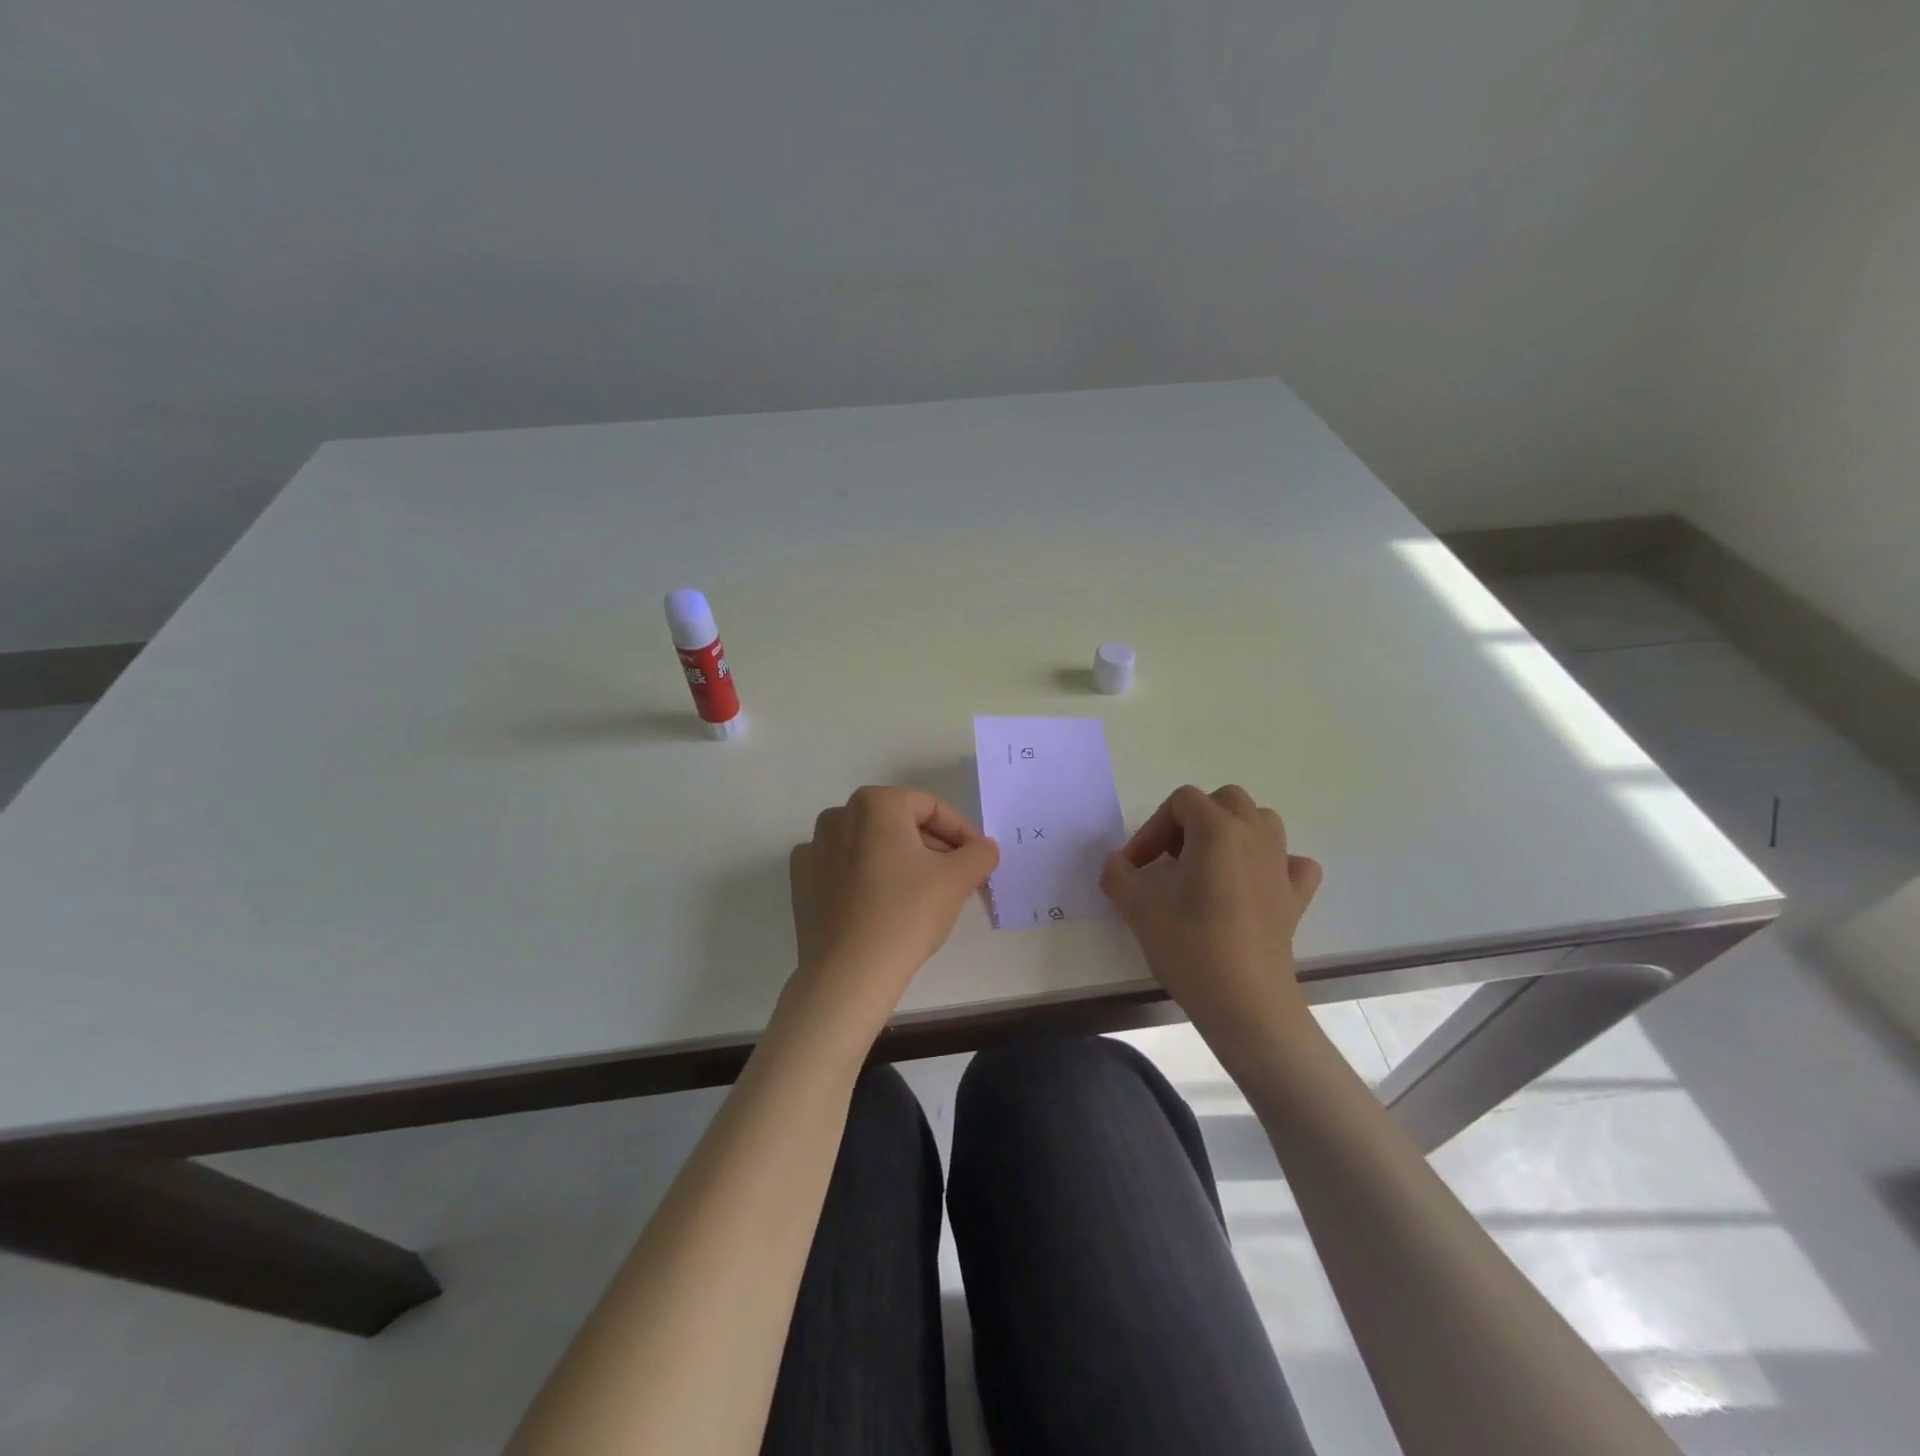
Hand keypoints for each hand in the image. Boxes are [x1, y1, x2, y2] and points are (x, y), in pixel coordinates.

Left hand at [787, 786, 999, 1031]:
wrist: (848, 974)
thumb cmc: (906, 914)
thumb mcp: (957, 879)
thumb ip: (979, 853)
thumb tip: (984, 847)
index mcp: (875, 803)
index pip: (931, 808)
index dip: (962, 833)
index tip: (978, 860)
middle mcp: (838, 815)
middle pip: (899, 824)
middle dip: (932, 847)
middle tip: (957, 878)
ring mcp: (814, 849)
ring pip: (870, 846)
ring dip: (900, 861)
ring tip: (923, 894)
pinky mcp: (801, 882)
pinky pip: (843, 869)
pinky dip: (865, 878)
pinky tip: (881, 905)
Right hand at [1100, 785, 1322, 1059]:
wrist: (1245, 1003)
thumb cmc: (1190, 946)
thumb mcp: (1138, 907)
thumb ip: (1118, 874)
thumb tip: (1116, 863)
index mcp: (1217, 830)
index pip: (1181, 802)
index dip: (1152, 828)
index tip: (1137, 866)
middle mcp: (1255, 836)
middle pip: (1225, 800)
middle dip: (1192, 820)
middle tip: (1171, 858)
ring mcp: (1281, 865)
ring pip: (1261, 821)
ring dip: (1232, 832)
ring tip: (1207, 865)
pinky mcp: (1295, 897)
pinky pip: (1290, 862)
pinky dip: (1272, 863)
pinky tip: (1253, 885)